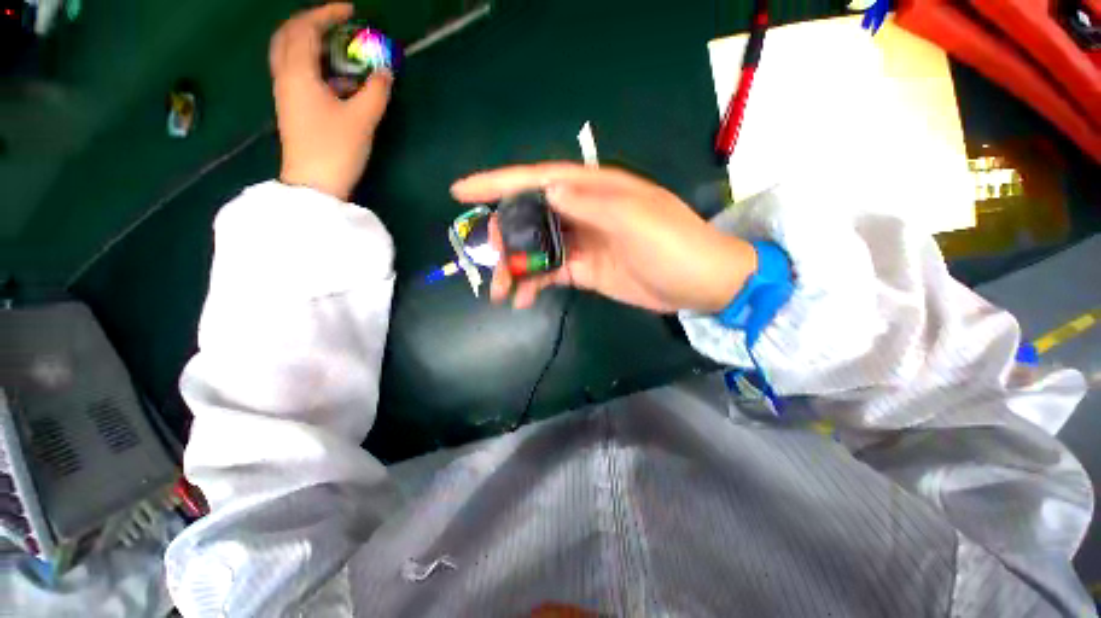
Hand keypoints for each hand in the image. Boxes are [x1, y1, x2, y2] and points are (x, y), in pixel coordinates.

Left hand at [269, 3, 392, 199]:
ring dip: (310, 42)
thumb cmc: (336, 149)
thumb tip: (386, 71)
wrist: (314, 183)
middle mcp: (285, 76)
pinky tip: (334, 75)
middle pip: (288, 35)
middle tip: (336, 24)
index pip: (306, 29)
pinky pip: (296, 72)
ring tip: (337, 47)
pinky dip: (312, 63)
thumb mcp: (362, 119)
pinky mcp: (292, 108)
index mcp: (298, 73)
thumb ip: (376, 91)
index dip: (327, 14)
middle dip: (311, 23)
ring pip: (289, 53)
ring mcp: (286, 93)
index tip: (350, 11)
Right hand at [451, 163, 757, 312]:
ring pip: (535, 248)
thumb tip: (548, 190)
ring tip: (500, 291)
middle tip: (490, 263)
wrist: (698, 283)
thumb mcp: (635, 220)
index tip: (460, 191)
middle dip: (503, 237)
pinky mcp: (584, 269)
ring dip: (515, 267)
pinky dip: (533, 283)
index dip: (497, 183)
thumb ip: (591, 204)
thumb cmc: (673, 245)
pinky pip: (549, 272)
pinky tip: (522, 299)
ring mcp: (581, 242)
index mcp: (592, 189)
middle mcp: (581, 211)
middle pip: (529, 216)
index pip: (537, 179)